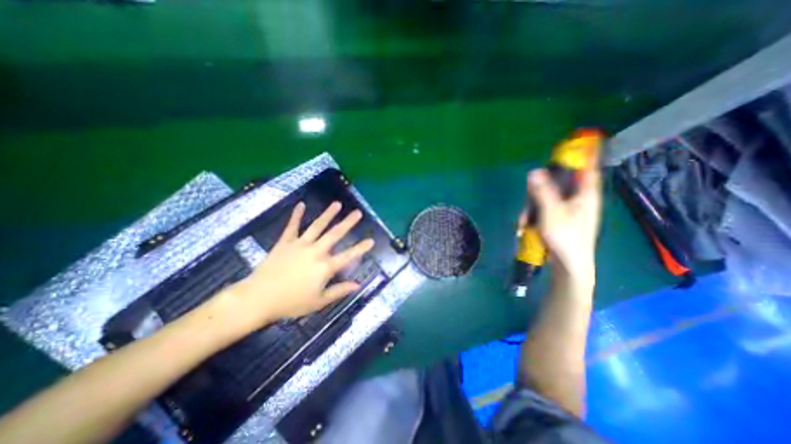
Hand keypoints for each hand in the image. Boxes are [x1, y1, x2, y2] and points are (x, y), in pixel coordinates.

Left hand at [230, 203, 374, 327]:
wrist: (257, 299)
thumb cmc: (290, 303)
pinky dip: (296, 215)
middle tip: (358, 212)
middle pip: (334, 234)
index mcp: (324, 267)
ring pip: (317, 226)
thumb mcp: (318, 302)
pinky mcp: (285, 243)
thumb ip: (339, 291)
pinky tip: (301, 205)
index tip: (371, 240)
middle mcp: (315, 251)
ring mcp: (300, 245)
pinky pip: (292, 226)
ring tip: (337, 204)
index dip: (361, 248)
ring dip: (328, 214)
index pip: (348, 256)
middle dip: (348, 223)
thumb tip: (357, 285)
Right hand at [528, 149, 602, 279]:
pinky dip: (536, 215)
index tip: (581, 140)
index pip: (588, 168)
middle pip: (561, 183)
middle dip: (541, 188)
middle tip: (529, 195)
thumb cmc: (566, 237)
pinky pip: (547, 210)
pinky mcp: (563, 221)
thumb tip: (533, 171)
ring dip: (534, 206)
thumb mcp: (551, 212)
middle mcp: (580, 200)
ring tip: (525, 220)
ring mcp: (571, 211)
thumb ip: (542, 192)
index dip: (586, 153)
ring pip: (550, 198)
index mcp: (586, 195)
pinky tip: (527, 225)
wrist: (570, 265)